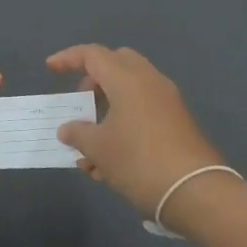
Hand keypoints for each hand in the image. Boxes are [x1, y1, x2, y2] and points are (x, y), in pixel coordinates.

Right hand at [46, 45, 224, 218]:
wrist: (196, 192)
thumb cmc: (139, 161)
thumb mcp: (99, 149)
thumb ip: (78, 133)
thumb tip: (68, 129)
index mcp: (127, 79)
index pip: (93, 55)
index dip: (68, 58)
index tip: (50, 68)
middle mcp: (149, 81)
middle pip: (117, 65)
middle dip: (94, 81)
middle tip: (81, 104)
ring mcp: (167, 101)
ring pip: (130, 91)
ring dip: (107, 110)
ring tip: (89, 149)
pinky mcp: (178, 122)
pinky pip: (144, 110)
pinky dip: (124, 124)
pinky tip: (111, 164)